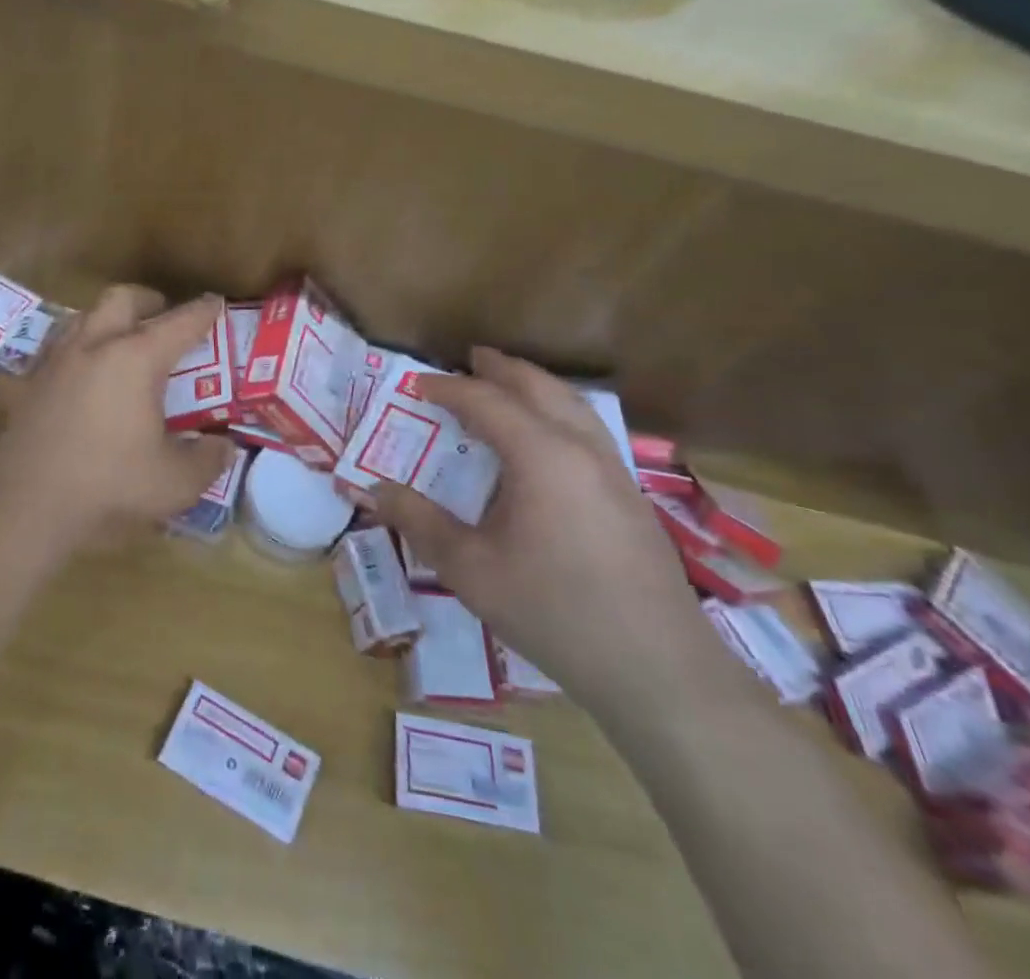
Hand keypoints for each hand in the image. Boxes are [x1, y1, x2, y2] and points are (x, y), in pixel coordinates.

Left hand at [0, 286, 231, 545]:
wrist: (25, 502)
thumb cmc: (108, 484)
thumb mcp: (174, 482)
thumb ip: (207, 460)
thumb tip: (224, 447)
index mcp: (135, 359)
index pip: (179, 324)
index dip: (202, 312)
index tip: (216, 302)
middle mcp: (95, 346)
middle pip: (122, 299)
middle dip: (148, 301)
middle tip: (163, 318)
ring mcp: (58, 360)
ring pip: (86, 316)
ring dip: (110, 318)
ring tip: (124, 341)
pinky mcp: (32, 381)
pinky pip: (61, 345)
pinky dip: (82, 346)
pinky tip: (86, 374)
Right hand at [370, 349, 739, 716]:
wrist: (657, 669)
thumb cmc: (552, 610)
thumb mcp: (469, 568)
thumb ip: (418, 522)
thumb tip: (371, 491)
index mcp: (541, 455)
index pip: (487, 401)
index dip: (448, 388)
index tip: (416, 383)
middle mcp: (581, 448)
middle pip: (539, 387)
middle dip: (501, 369)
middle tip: (470, 359)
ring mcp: (614, 471)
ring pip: (573, 404)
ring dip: (535, 386)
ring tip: (508, 385)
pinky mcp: (631, 497)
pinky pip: (589, 429)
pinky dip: (558, 411)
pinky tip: (547, 440)